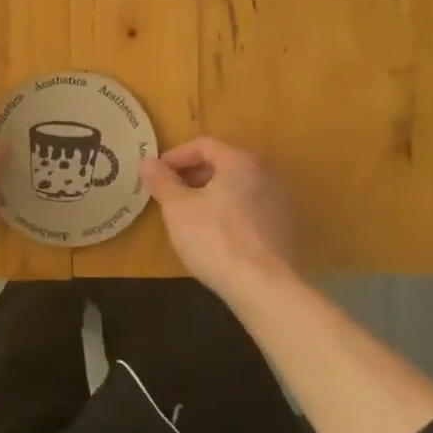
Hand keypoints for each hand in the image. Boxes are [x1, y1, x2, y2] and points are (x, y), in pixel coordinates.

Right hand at [140, 138, 296, 295]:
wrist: (264, 287)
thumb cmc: (215, 238)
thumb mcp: (177, 208)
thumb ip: (161, 181)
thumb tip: (146, 162)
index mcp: (240, 162)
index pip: (204, 145)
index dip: (176, 156)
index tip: (156, 174)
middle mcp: (266, 174)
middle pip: (223, 165)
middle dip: (193, 176)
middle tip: (170, 195)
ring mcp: (280, 203)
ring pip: (237, 189)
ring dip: (211, 195)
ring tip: (189, 217)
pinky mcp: (285, 230)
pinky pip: (250, 211)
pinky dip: (230, 214)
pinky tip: (216, 237)